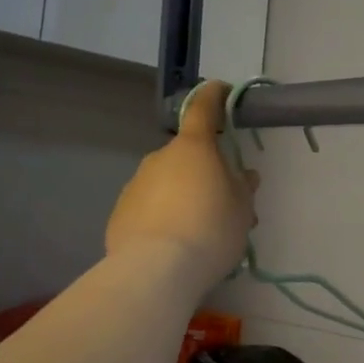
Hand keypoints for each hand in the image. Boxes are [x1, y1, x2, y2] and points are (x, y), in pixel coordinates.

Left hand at [105, 81, 257, 290]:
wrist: (156, 270)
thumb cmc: (210, 229)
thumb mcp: (242, 210)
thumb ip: (243, 187)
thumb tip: (243, 175)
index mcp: (193, 147)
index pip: (204, 108)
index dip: (215, 96)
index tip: (223, 92)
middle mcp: (159, 157)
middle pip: (186, 155)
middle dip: (204, 171)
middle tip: (224, 202)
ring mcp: (135, 184)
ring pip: (166, 182)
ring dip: (183, 196)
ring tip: (199, 233)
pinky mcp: (119, 213)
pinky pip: (148, 207)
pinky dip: (162, 217)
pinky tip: (173, 245)